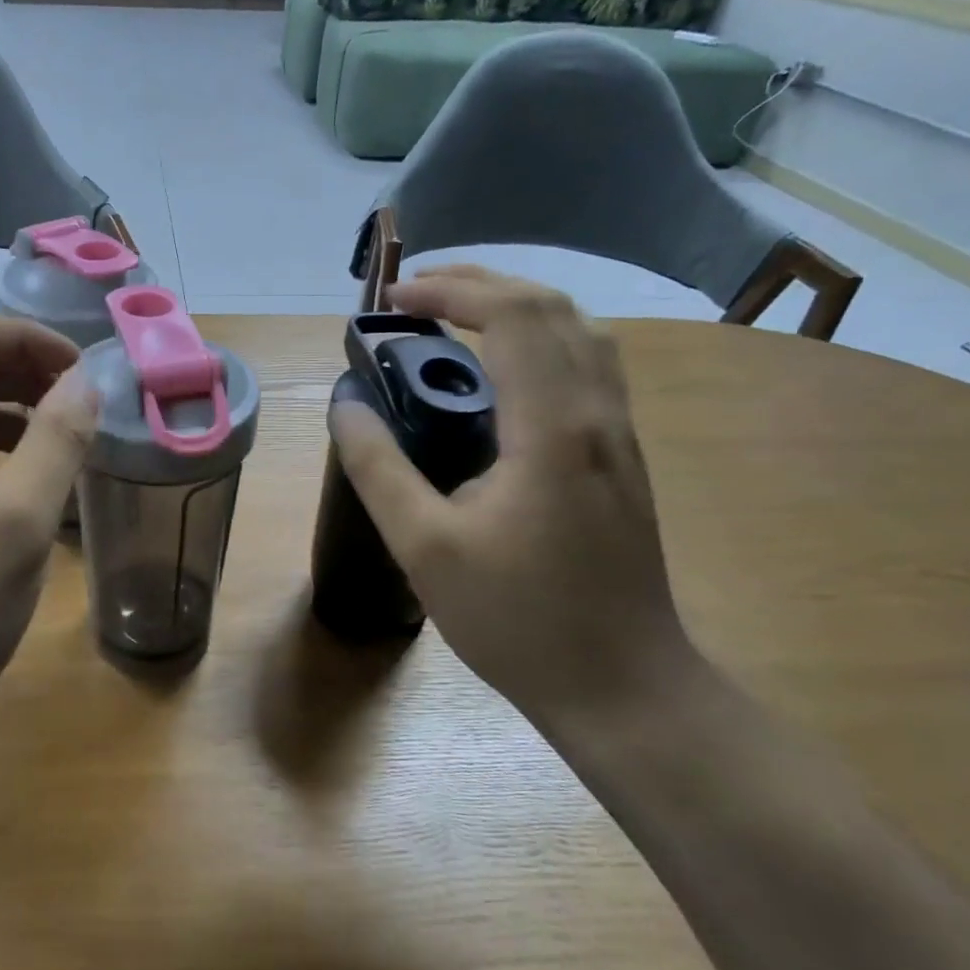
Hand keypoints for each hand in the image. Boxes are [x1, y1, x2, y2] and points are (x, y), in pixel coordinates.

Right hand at [331, 267, 698, 726]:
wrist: (624, 686)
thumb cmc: (518, 620)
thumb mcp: (424, 547)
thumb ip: (378, 467)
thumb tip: (345, 403)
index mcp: (553, 428)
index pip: (513, 315)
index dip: (449, 292)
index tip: (392, 302)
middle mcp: (598, 413)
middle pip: (553, 306)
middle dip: (480, 283)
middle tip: (415, 296)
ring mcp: (619, 434)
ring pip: (580, 331)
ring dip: (515, 305)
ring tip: (453, 316)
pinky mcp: (621, 455)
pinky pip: (586, 364)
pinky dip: (539, 338)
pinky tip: (499, 370)